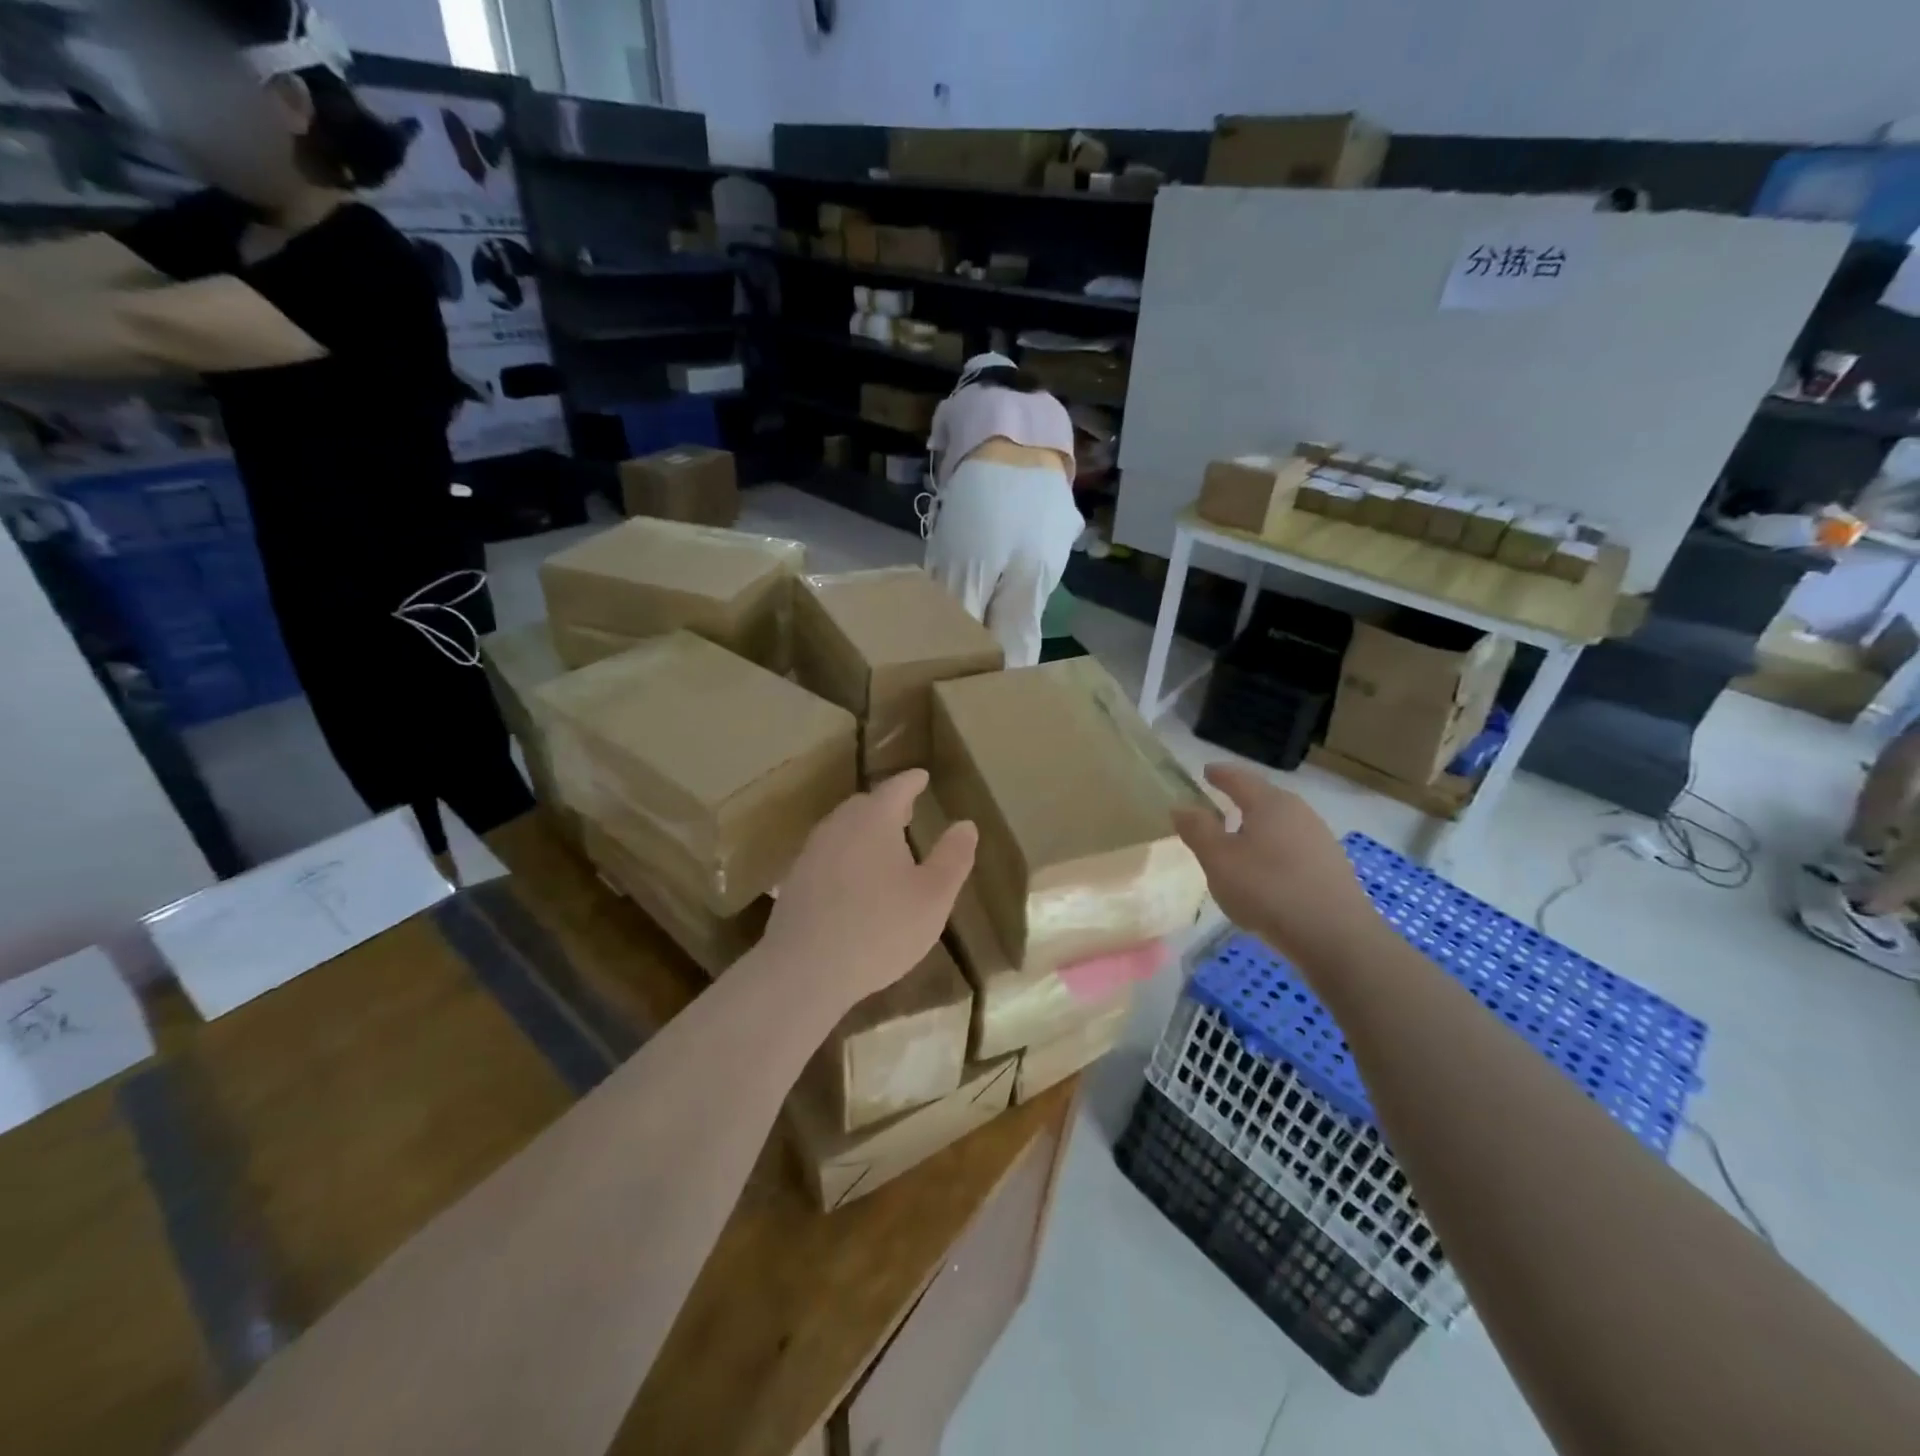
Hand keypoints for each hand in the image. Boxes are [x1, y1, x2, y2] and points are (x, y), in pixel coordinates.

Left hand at [765, 769, 977, 1010]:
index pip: (896, 788)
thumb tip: (966, 825)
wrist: (805, 970)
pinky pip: (827, 855)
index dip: (912, 781)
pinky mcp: (795, 881)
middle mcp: (838, 827)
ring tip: (883, 845)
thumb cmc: (880, 929)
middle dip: (887, 805)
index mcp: (874, 821)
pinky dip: (846, 855)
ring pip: (842, 829)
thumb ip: (953, 857)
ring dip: (864, 831)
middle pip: (864, 806)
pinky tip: (854, 880)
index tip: (922, 776)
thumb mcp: (933, 897)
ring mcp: (811, 853)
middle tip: (906, 812)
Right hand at [1173, 763, 1381, 966]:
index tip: (1207, 772)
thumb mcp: (1218, 860)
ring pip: (1280, 824)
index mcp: (1269, 803)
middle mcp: (1299, 812)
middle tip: (1219, 806)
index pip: (1239, 778)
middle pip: (1264, 799)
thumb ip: (1197, 830)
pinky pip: (1293, 848)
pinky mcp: (1331, 867)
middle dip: (1241, 800)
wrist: (1335, 936)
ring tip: (1239, 842)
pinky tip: (1266, 873)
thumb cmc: (1267, 889)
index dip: (1220, 774)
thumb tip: (1181, 806)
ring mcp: (1320, 839)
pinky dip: (1274, 851)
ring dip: (1258, 829)